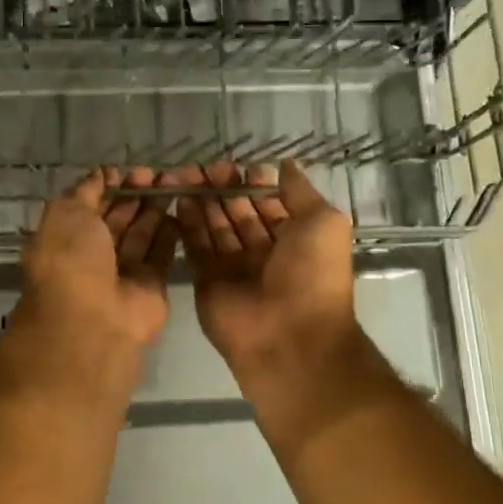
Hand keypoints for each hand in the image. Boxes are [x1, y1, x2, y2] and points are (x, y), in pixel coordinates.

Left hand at [21, 167, 178, 349]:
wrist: (94, 318)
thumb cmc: (71, 259)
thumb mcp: (67, 213)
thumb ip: (85, 191)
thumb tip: (102, 174)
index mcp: (67, 237)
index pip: (90, 206)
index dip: (109, 187)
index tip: (129, 171)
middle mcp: (93, 255)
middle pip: (119, 218)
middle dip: (136, 194)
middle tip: (157, 174)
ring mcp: (123, 271)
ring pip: (142, 233)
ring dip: (155, 208)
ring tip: (174, 183)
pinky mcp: (151, 284)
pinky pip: (161, 253)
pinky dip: (170, 232)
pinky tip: (180, 208)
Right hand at [170, 161, 359, 397]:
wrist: (289, 338)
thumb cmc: (313, 276)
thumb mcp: (323, 223)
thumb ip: (301, 192)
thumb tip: (285, 165)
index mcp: (295, 239)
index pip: (269, 204)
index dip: (254, 184)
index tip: (238, 166)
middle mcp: (264, 252)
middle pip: (238, 212)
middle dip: (223, 188)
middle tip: (205, 166)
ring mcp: (233, 267)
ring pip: (214, 226)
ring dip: (202, 200)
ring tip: (185, 174)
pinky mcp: (207, 280)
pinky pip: (195, 246)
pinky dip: (187, 222)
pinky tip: (179, 197)